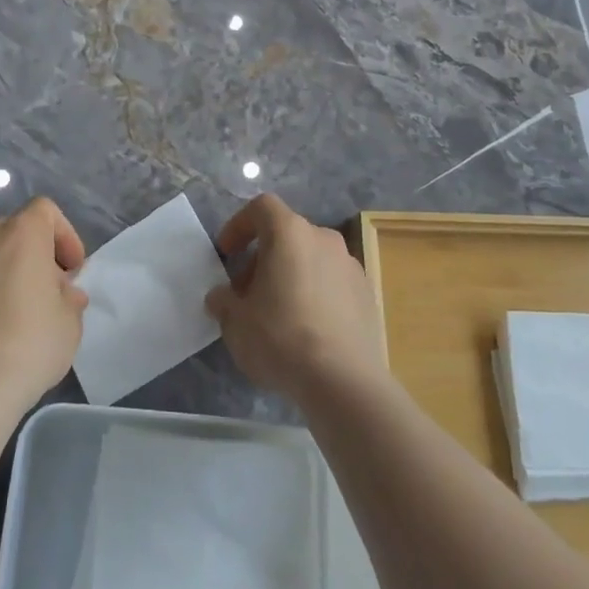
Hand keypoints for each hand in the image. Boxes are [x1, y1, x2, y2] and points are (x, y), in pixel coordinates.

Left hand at [0, 197, 88, 411]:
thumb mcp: (70, 322)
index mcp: (22, 233)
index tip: (69, 270)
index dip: (62, 235)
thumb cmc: (30, 346)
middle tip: (36, 291)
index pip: (45, 211)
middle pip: (10, 230)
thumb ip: (67, 296)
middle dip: (26, 254)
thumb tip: (60, 292)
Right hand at [206, 194, 384, 401]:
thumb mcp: (235, 322)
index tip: (227, 254)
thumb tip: (221, 297)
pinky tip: (307, 329)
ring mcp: (350, 265)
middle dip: (263, 258)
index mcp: (290, 233)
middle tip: (247, 294)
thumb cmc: (280, 338)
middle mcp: (324, 238)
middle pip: (286, 235)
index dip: (239, 225)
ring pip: (311, 258)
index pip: (261, 208)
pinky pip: (332, 282)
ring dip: (290, 275)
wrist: (343, 380)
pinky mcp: (367, 293)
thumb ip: (223, 301)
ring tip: (277, 314)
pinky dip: (315, 294)